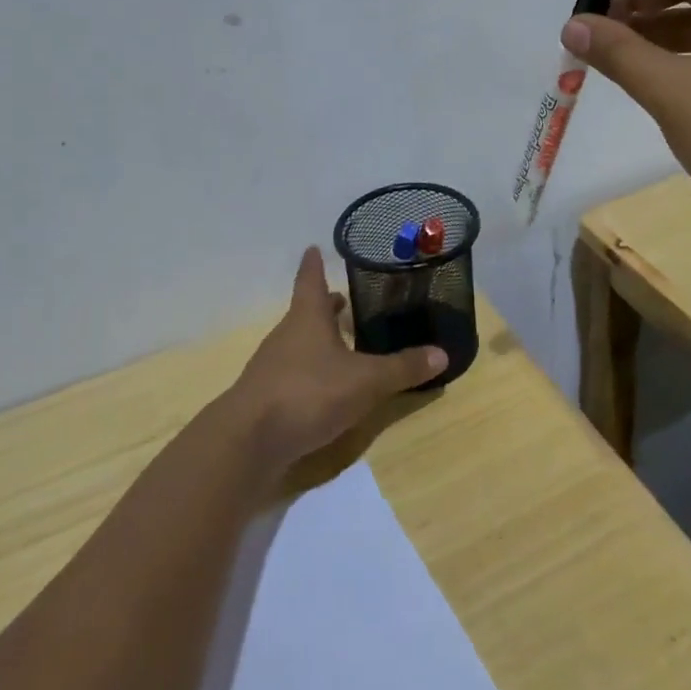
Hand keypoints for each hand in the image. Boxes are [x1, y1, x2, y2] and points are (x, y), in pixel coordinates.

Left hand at [225, 247, 445, 471]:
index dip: (313, 264)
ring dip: (317, 340)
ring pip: (298, 344)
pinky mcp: (266, 398)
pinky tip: (324, 389)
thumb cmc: (308, 393)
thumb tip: (442, 353)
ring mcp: (271, 368)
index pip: (310, 280)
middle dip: (323, 307)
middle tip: (342, 300)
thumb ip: (402, 368)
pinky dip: (309, 372)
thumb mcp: (365, 381)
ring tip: (340, 344)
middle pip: (305, 313)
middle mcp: (286, 336)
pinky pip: (292, 374)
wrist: (248, 442)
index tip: (313, 248)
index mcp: (307, 318)